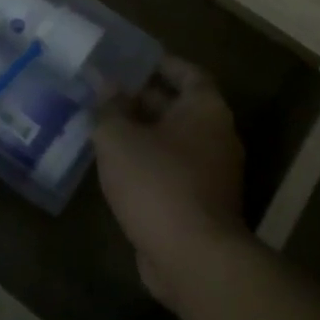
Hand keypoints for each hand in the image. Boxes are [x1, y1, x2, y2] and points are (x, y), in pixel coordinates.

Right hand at [95, 58, 246, 302]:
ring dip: (142, 134)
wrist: (191, 257)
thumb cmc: (156, 182)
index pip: (188, 73)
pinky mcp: (201, 204)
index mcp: (205, 110)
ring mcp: (213, 173)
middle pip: (179, 107)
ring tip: (103, 127)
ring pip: (173, 142)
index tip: (132, 61)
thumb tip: (106, 85)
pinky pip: (171, 171)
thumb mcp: (118, 137)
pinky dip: (147, 164)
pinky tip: (115, 166)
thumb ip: (109, 107)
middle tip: (105, 94)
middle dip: (143, 100)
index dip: (161, 64)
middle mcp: (216, 136)